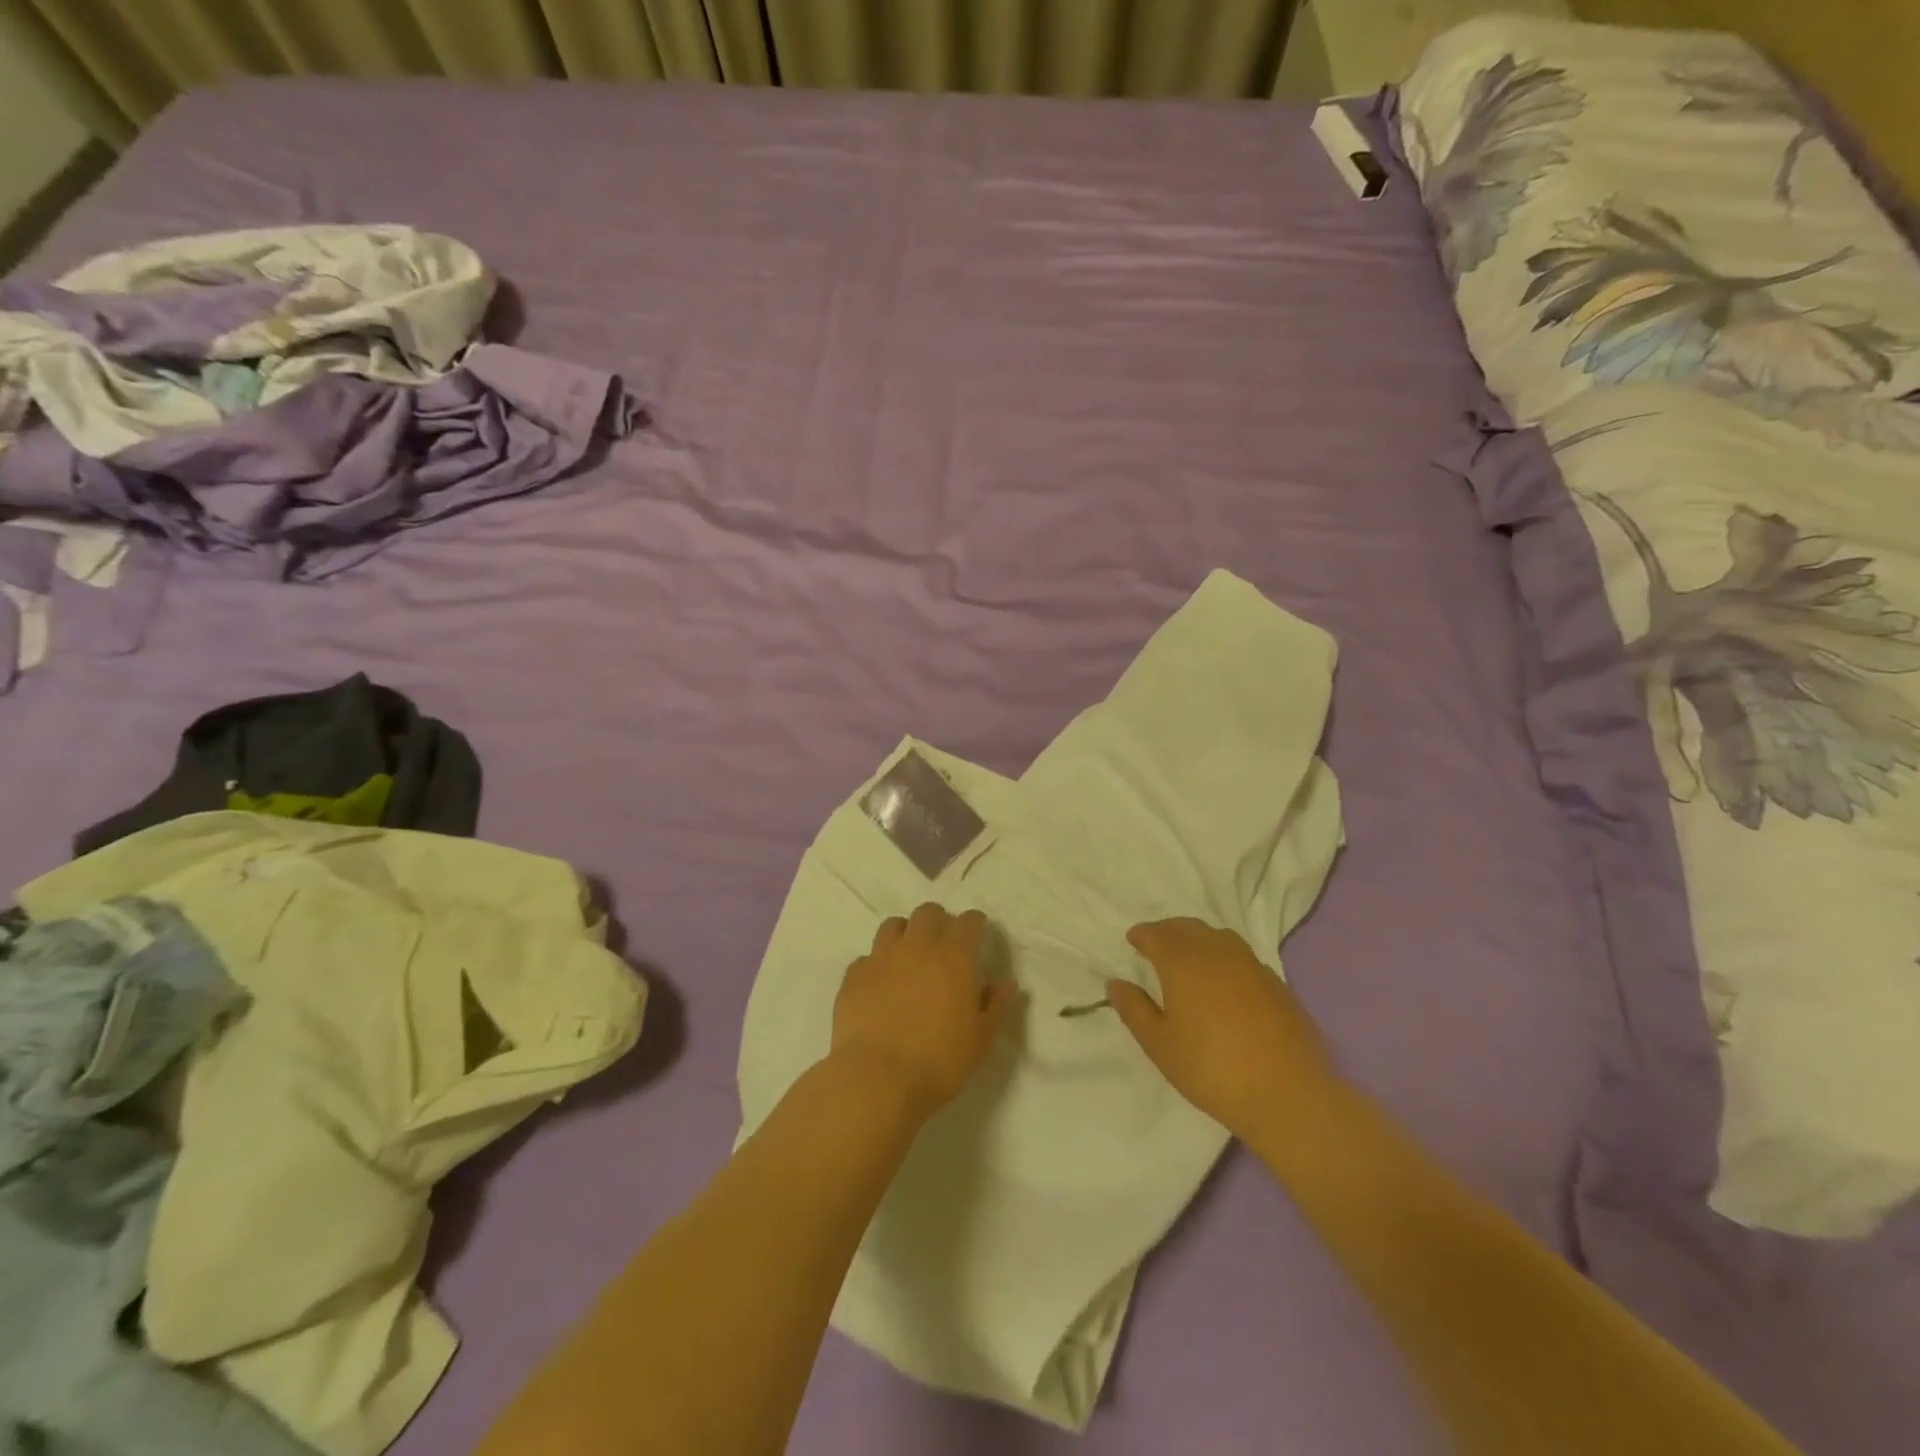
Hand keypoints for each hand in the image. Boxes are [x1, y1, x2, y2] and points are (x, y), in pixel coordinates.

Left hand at [831, 903, 1018, 1119]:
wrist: (877, 1079)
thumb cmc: (939, 1062)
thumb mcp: (981, 1040)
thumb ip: (996, 1006)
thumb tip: (1007, 983)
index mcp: (954, 958)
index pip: (969, 922)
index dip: (975, 923)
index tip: (977, 933)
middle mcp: (918, 947)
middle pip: (928, 912)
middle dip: (939, 921)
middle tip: (942, 942)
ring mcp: (881, 958)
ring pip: (893, 926)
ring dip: (904, 934)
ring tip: (908, 956)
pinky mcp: (853, 976)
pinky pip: (866, 958)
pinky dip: (875, 965)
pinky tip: (878, 985)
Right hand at [1109, 918, 1338, 1141]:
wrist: (1288, 1094)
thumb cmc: (1212, 1069)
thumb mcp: (1160, 1045)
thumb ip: (1134, 1010)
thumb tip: (1116, 983)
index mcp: (1183, 962)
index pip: (1156, 934)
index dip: (1141, 935)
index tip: (1133, 941)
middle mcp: (1216, 952)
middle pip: (1187, 927)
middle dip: (1167, 930)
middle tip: (1155, 944)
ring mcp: (1251, 965)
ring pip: (1217, 936)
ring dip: (1197, 938)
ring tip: (1189, 957)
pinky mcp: (1276, 983)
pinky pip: (1241, 955)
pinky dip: (1223, 956)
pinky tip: (1223, 980)